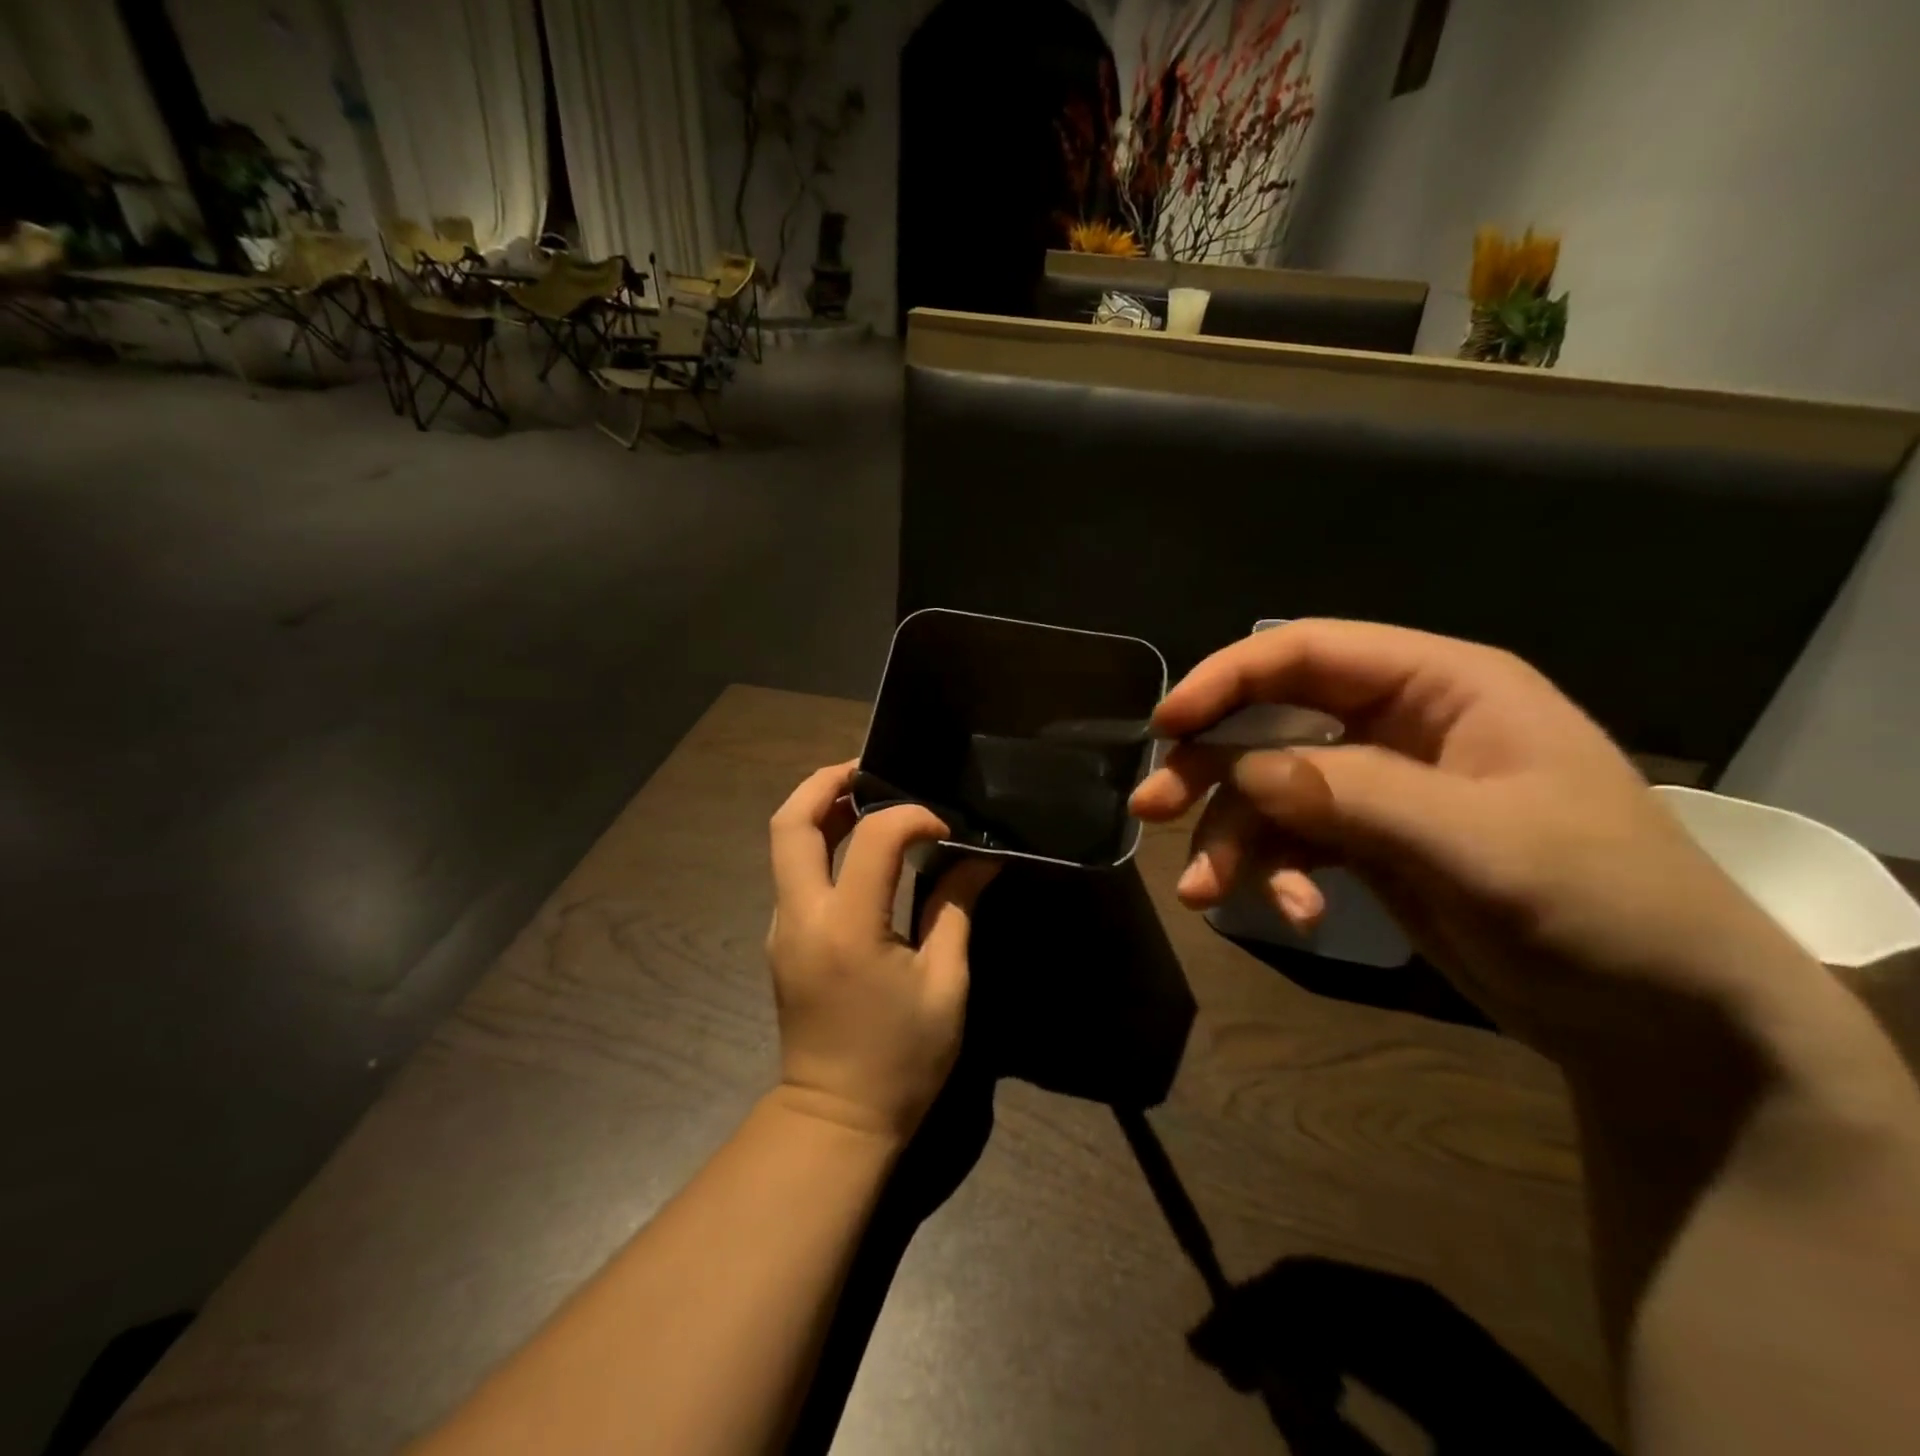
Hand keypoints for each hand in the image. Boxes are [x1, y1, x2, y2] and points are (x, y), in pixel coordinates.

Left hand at [766, 762, 998, 1142]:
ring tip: (867, 796)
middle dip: (825, 782)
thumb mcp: (945, 984)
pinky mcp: (783, 939)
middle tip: (870, 769)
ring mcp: (783, 927)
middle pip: (789, 823)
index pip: (871, 838)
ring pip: (784, 844)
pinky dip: (820, 843)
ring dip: (819, 809)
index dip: (911, 817)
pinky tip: (860, 847)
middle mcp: (802, 917)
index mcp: (847, 928)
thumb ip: (955, 910)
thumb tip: (980, 859)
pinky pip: (794, 872)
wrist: (836, 1120)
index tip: (946, 829)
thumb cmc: (901, 1059)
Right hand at [1129, 620, 1822, 1063]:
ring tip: (1208, 895)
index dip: (1227, 678)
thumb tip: (1240, 770)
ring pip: (1272, 791)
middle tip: (1151, 811)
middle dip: (1209, 767)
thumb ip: (1354, 795)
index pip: (1306, 653)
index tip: (1165, 724)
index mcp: (1441, 686)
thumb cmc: (1604, 909)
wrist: (1666, 1028)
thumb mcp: (1481, 845)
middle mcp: (1401, 726)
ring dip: (1232, 838)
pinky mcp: (1371, 845)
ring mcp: (1382, 789)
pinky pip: (1294, 841)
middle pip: (1272, 721)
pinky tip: (1295, 914)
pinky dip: (1276, 873)